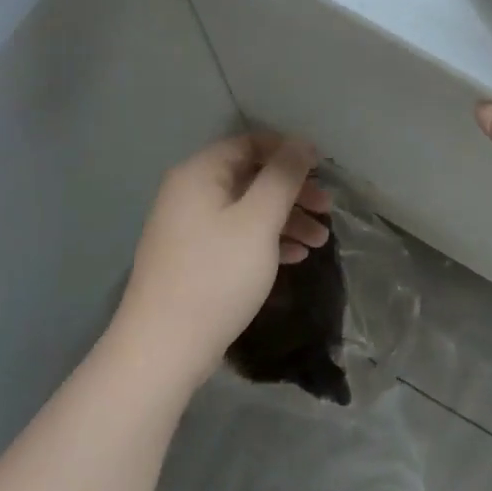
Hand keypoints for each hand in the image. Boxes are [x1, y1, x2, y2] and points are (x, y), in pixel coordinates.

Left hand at [113, 134, 331, 385]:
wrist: (163, 348)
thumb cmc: (216, 275)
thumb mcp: (258, 220)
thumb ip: (283, 177)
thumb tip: (302, 142)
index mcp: (200, 173)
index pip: (250, 143)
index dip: (289, 151)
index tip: (323, 170)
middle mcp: (190, 192)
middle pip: (251, 176)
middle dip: (293, 191)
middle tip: (328, 210)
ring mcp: (189, 227)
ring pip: (247, 209)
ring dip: (286, 219)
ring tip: (320, 242)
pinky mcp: (194, 258)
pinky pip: (236, 235)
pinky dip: (266, 240)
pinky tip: (295, 257)